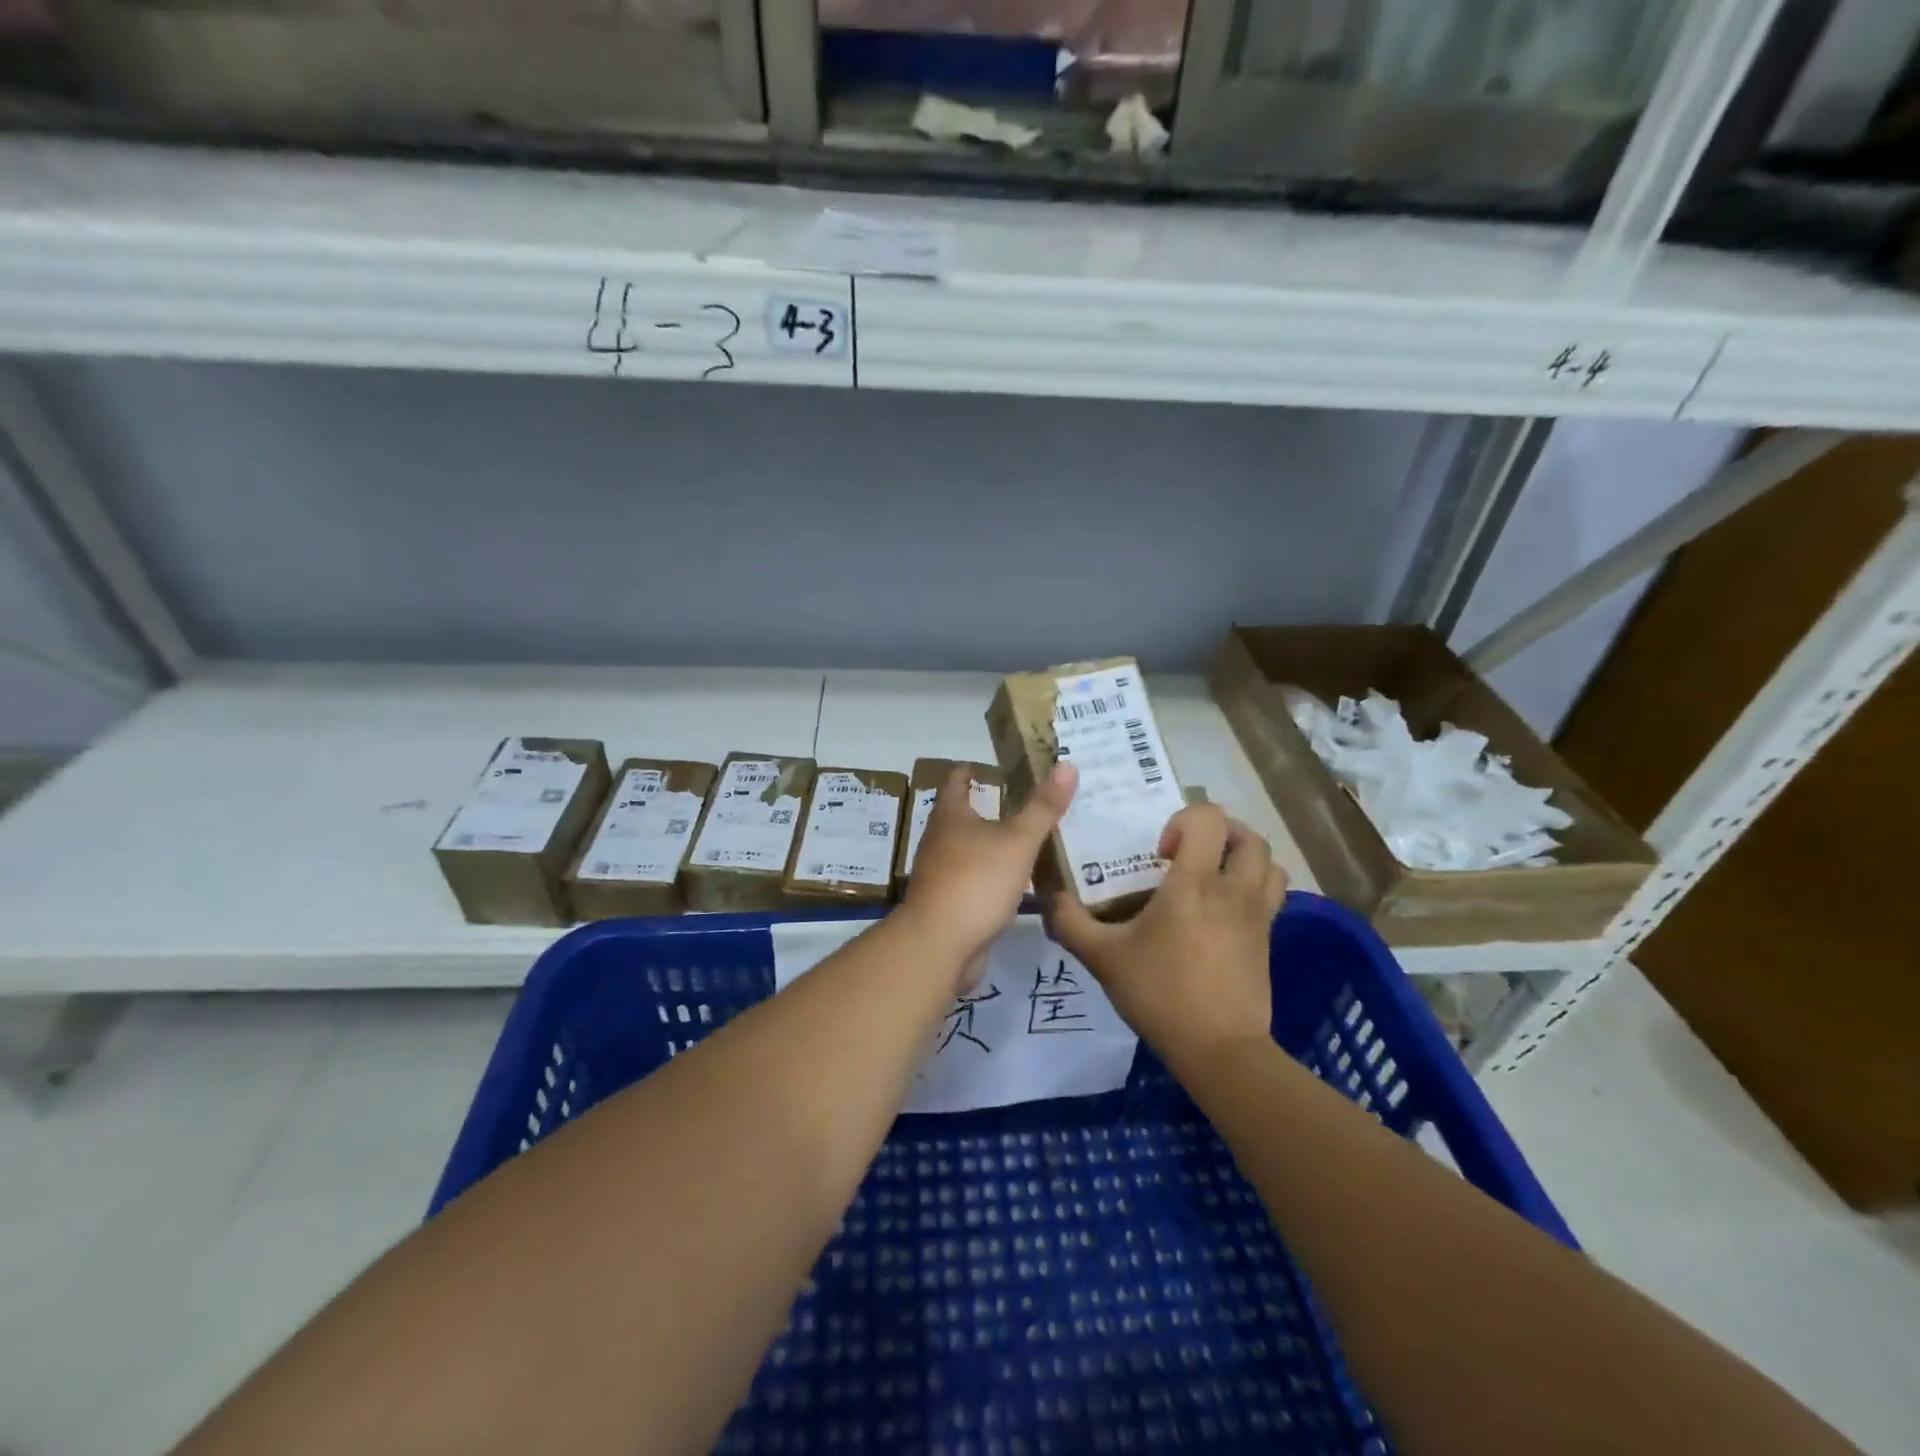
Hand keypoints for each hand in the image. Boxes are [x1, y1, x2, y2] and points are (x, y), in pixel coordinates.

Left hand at [900, 762, 1076, 987]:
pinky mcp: (949, 905)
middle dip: (989, 808)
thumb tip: (1067, 765)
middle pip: (962, 816)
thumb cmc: (976, 881)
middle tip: (1026, 803)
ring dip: (993, 846)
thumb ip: (1043, 807)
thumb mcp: (1018, 841)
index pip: (956, 781)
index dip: (972, 770)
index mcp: (950, 817)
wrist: (939, 945)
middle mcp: (939, 841)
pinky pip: (974, 882)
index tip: (994, 766)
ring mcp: (941, 875)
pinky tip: (1018, 885)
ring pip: (970, 851)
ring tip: (1028, 842)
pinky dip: (993, 878)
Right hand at [1044, 802, 1285, 1069]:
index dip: (1184, 820)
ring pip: (1268, 863)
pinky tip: (1222, 912)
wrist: (1219, 1050)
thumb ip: (1070, 923)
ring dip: (1242, 859)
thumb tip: (1048, 899)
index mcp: (1195, 883)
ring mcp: (1257, 916)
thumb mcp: (1103, 958)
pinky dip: (1253, 889)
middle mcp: (1233, 890)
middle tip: (1189, 855)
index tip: (1161, 853)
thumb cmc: (1160, 994)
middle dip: (1219, 834)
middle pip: (1248, 836)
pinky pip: (1272, 896)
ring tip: (1212, 876)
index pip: (1208, 818)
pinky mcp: (1267, 940)